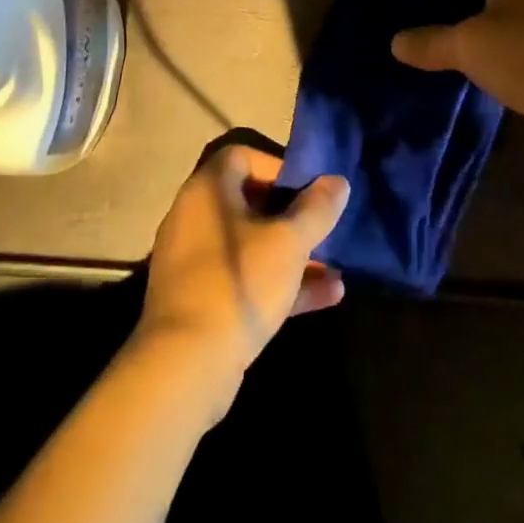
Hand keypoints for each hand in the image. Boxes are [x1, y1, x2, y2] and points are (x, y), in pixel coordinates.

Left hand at [137, 145, 349, 410]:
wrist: (185, 367)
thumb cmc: (239, 283)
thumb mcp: (289, 243)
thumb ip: (317, 209)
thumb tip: (338, 181)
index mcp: (208, 191)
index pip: (242, 156)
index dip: (279, 166)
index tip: (310, 188)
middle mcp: (195, 217)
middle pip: (250, 201)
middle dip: (293, 215)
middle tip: (324, 227)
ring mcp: (195, 261)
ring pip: (251, 244)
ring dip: (293, 253)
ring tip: (336, 267)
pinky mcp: (200, 300)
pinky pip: (244, 277)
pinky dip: (279, 282)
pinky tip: (327, 297)